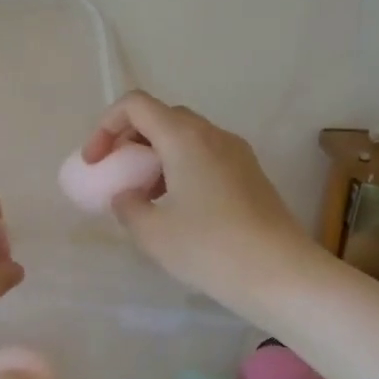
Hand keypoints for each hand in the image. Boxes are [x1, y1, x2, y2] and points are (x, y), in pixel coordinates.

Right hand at [82, 92, 316, 311]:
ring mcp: (236, 153)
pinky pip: (205, 156)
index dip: (106, 126)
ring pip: (185, 137)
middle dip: (130, 139)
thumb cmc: (209, 248)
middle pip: (161, 117)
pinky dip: (180, 168)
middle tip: (117, 173)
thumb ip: (127, 205)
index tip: (96, 162)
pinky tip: (177, 208)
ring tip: (144, 196)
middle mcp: (212, 134)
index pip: (135, 105)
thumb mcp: (152, 232)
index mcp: (184, 137)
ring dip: (155, 155)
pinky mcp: (250, 174)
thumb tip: (127, 196)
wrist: (281, 274)